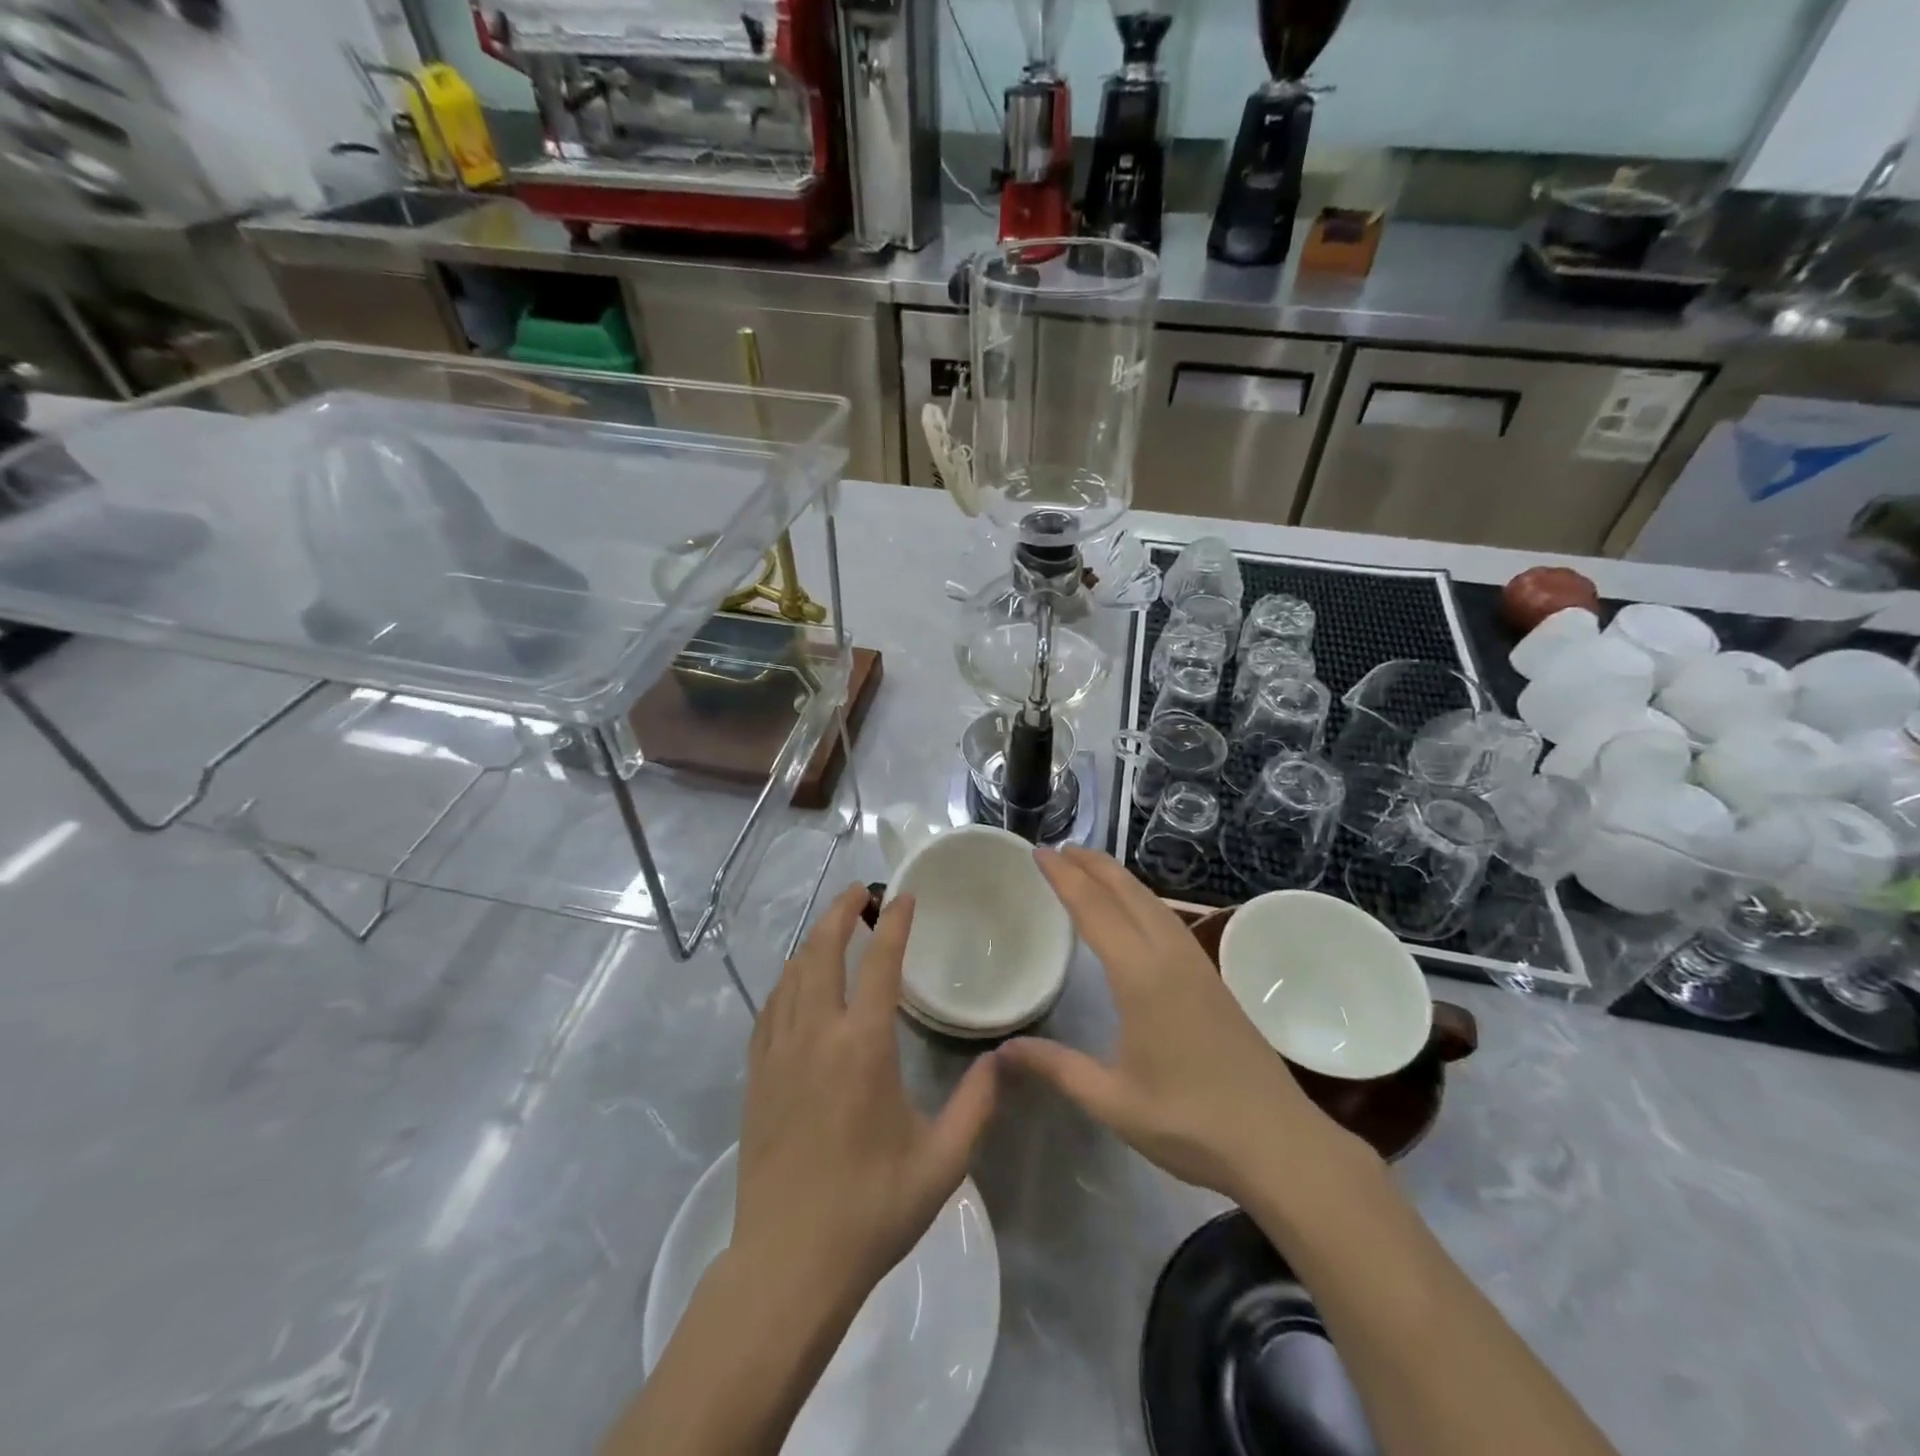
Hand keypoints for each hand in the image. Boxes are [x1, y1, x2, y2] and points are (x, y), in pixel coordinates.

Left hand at [733, 884, 997, 1305]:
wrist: (788, 1264)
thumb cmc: (871, 1210)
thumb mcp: (942, 1163)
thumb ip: (977, 1105)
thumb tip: (1004, 1058)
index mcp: (863, 1047)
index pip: (879, 964)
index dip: (894, 924)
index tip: (905, 897)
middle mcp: (816, 1036)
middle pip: (822, 953)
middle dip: (841, 913)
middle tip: (860, 892)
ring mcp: (778, 1054)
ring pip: (791, 975)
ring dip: (813, 942)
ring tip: (833, 927)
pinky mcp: (756, 1077)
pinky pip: (769, 1009)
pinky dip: (786, 982)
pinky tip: (795, 983)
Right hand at [1003, 848, 1365, 1205]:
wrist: (1279, 1143)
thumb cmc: (1190, 1122)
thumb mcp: (1113, 1101)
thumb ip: (1057, 1067)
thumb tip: (1002, 1052)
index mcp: (1141, 976)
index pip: (1094, 910)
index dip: (1064, 878)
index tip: (1039, 852)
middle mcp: (1170, 957)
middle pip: (1127, 893)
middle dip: (1092, 865)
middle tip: (1059, 847)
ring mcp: (1197, 965)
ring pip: (1153, 903)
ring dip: (1119, 879)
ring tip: (1091, 867)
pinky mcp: (1213, 980)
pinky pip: (1169, 920)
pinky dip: (1141, 900)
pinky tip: (1136, 913)